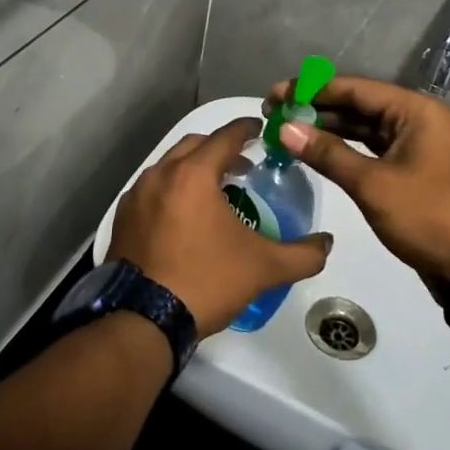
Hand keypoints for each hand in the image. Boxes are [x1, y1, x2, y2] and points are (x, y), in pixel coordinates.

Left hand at [110, 118, 333, 337]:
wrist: (144, 319)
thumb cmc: (206, 281)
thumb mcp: (263, 268)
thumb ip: (302, 254)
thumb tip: (326, 243)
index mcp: (194, 174)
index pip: (226, 136)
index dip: (248, 129)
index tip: (262, 130)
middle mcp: (161, 174)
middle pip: (195, 144)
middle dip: (220, 147)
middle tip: (243, 164)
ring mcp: (137, 195)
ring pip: (170, 165)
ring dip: (194, 167)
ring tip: (215, 190)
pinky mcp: (123, 217)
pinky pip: (152, 188)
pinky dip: (172, 189)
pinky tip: (184, 215)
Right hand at [267, 75, 449, 285]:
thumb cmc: (428, 215)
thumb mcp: (372, 184)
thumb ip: (327, 153)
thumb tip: (284, 128)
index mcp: (414, 111)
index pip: (353, 89)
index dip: (311, 90)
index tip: (274, 95)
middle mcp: (415, 120)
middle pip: (357, 105)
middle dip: (315, 109)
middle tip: (273, 113)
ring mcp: (413, 146)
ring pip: (361, 128)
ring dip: (326, 130)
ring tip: (285, 131)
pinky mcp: (408, 171)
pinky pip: (369, 150)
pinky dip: (342, 151)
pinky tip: (313, 153)